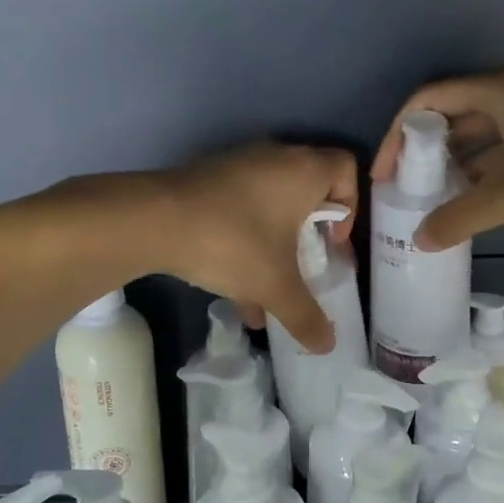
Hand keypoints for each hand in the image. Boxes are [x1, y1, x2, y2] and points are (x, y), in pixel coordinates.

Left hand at [153, 142, 359, 352]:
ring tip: (266, 292)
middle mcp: (275, 158)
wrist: (154, 220)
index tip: (331, 243)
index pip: (346, 169)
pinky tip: (233, 288)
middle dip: (310, 233)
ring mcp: (238, 165)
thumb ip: (305, 315)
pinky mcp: (208, 178)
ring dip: (274, 245)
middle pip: (309, 189)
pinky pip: (240, 207)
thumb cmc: (233, 242)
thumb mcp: (275, 285)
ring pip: (270, 204)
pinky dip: (245, 240)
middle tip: (305, 265)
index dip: (349, 207)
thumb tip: (328, 345)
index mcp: (304, 170)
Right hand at [371, 64, 503, 250]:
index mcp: (500, 91)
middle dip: (424, 156)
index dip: (399, 133)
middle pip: (452, 122)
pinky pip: (502, 168)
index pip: (430, 100)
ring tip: (426, 210)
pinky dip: (481, 189)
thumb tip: (420, 241)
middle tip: (401, 194)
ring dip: (453, 175)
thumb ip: (464, 215)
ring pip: (479, 148)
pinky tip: (466, 216)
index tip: (385, 173)